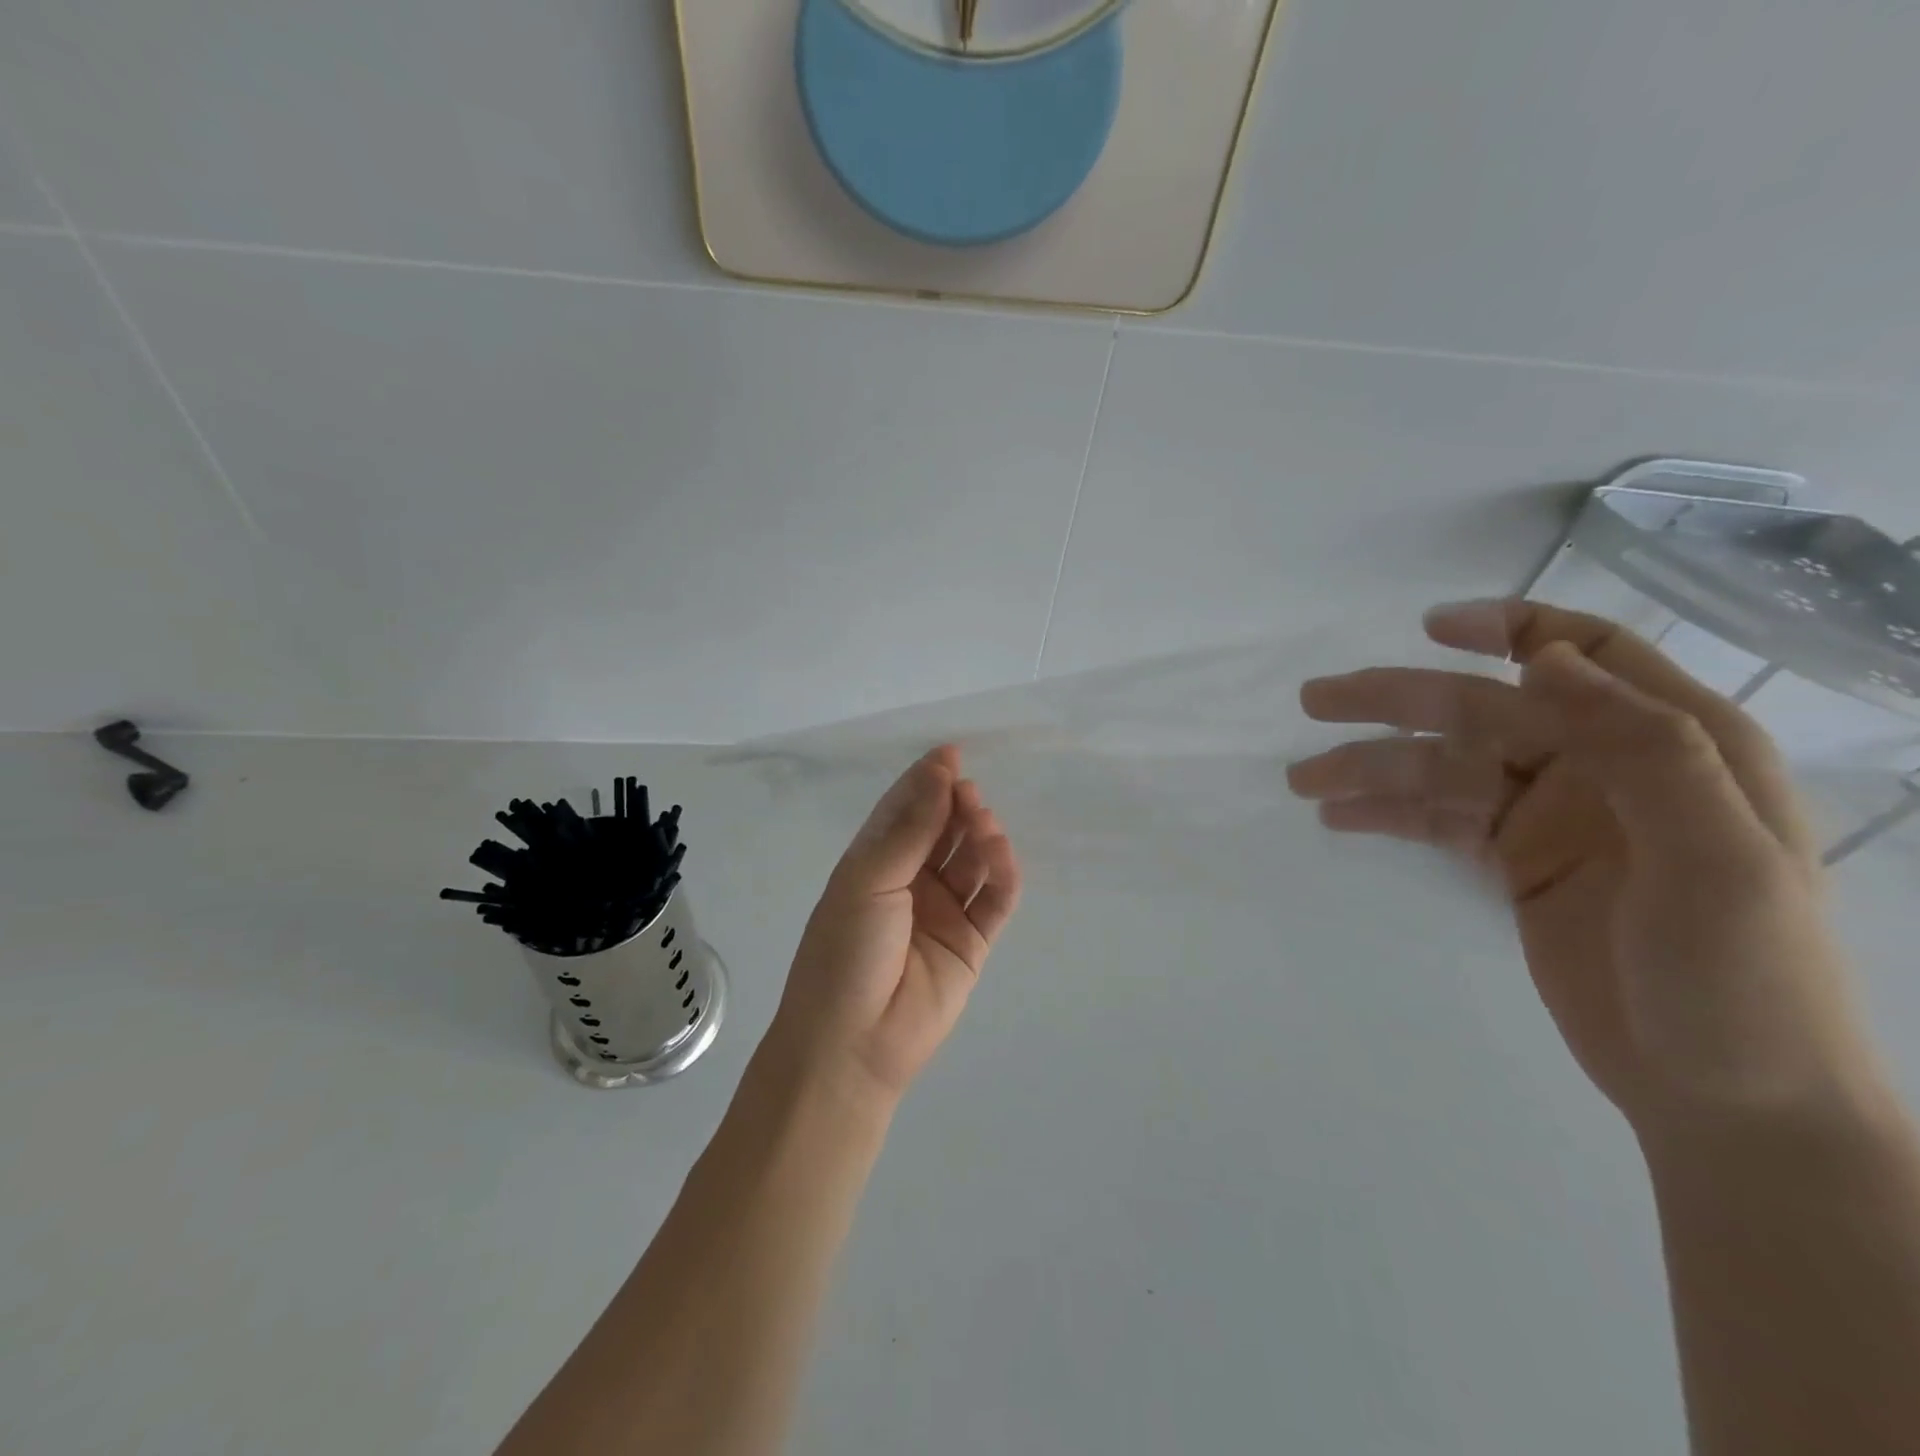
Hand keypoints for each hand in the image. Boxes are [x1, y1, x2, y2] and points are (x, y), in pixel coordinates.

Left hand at [765, 746, 1022, 1102]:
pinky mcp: (971, 943)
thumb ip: (910, 828)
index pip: (905, 810)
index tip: (952, 754)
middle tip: (969, 794)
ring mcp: (942, 913)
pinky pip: (995, 900)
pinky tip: (1001, 856)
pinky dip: (1003, 874)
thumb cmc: (845, 952)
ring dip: (981, 836)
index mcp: (874, 863)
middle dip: (957, 806)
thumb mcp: (869, 880)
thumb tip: (938, 771)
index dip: (927, 781)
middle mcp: (909, 883)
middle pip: (942, 831)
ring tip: (983, 825)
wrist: (853, 1045)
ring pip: (972, 861)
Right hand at [1288, 599, 1880, 1135]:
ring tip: (1304, 781)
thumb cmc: (1742, 982)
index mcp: (1673, 744)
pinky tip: (1337, 818)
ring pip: (1445, 768)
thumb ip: (1645, 749)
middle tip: (1315, 701)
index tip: (1428, 627)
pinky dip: (1387, 813)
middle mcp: (1603, 766)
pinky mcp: (1514, 861)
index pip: (1586, 654)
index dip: (1507, 627)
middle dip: (1398, 701)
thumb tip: (1543, 660)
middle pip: (1483, 710)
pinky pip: (1438, 819)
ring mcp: (1552, 816)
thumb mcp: (1718, 860)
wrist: (1726, 1099)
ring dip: (1373, 767)